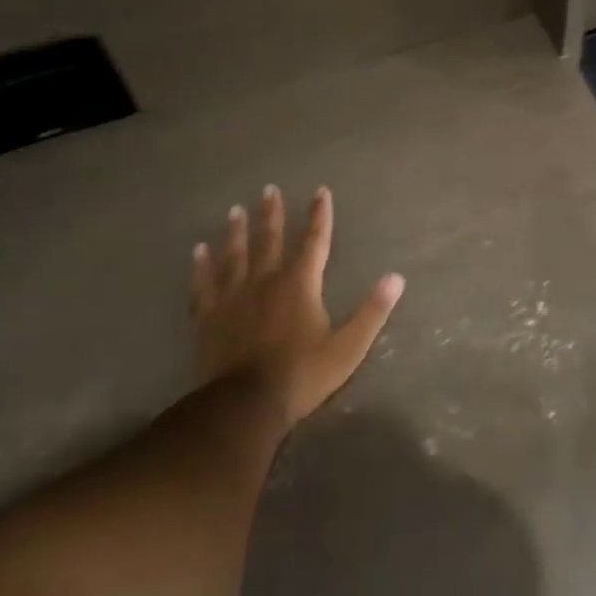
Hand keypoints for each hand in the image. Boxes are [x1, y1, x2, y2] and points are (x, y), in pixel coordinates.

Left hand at [189, 185, 403, 425]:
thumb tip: (397, 278)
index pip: (314, 241)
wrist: (244, 406)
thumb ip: (372, 311)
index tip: (320, 191)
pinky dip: (201, 266)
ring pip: (235, 256)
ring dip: (236, 232)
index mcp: (300, 284)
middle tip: (268, 189)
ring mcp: (233, 298)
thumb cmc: (302, 375)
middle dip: (272, 213)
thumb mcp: (348, 347)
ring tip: (234, 211)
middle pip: (269, 240)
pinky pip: (204, 284)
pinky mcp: (209, 317)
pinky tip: (198, 251)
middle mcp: (266, 281)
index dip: (319, 215)